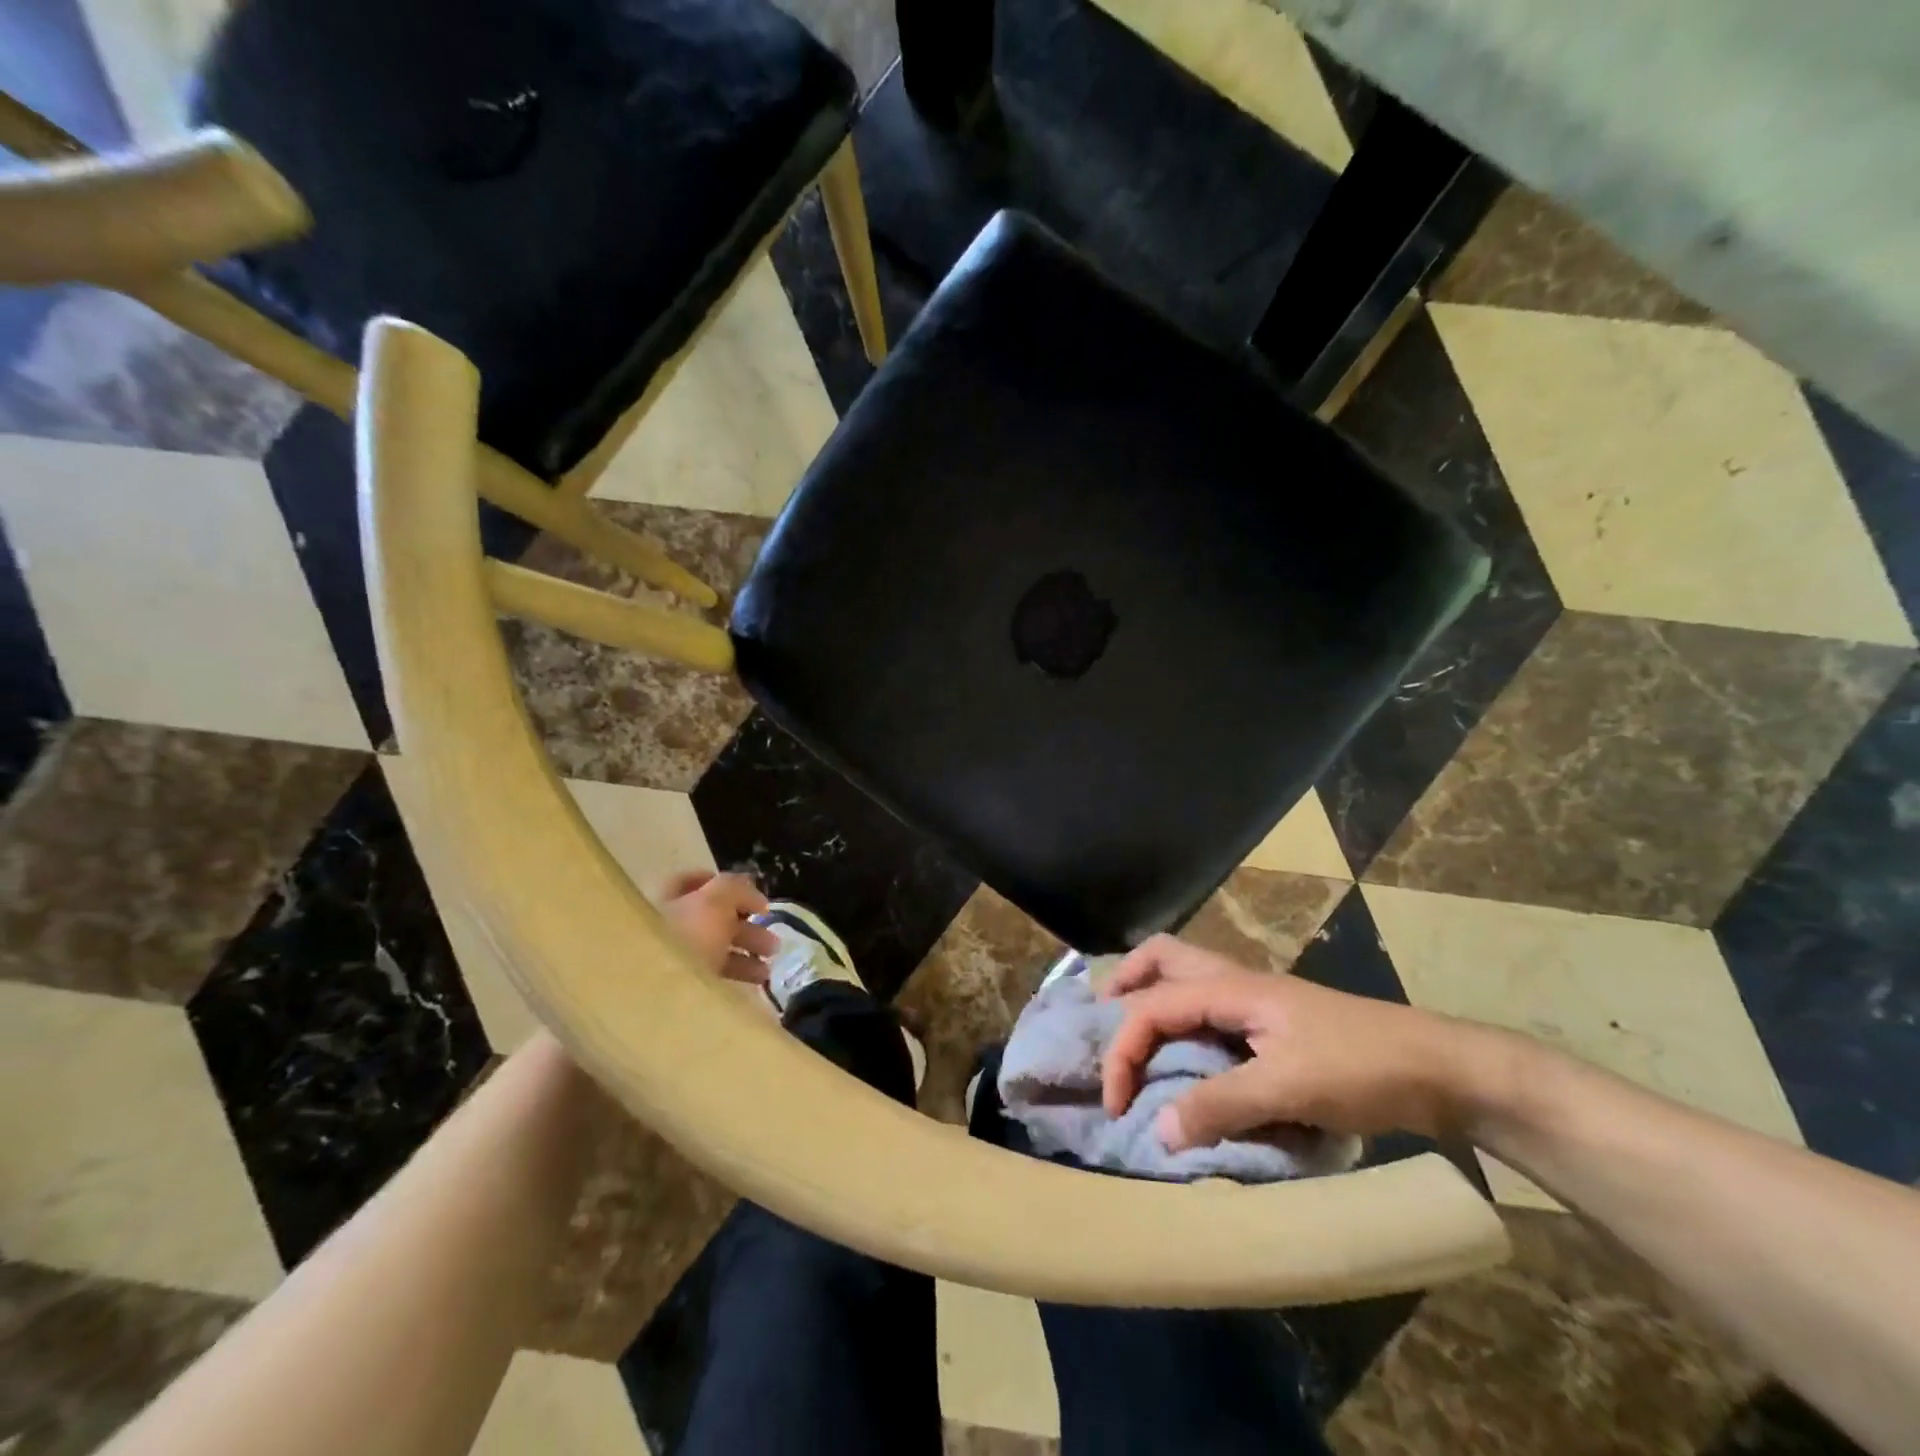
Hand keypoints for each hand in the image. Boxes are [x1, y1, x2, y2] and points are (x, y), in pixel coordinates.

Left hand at [662, 870, 777, 981]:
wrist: (662, 992)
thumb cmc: (688, 935)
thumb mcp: (717, 900)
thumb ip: (738, 889)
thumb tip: (757, 899)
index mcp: (669, 898)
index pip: (696, 882)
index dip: (727, 886)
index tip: (755, 898)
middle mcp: (669, 924)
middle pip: (713, 917)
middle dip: (747, 924)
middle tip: (772, 936)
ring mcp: (675, 956)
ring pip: (717, 946)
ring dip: (748, 950)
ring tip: (771, 960)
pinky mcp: (683, 984)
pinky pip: (714, 972)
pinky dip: (738, 972)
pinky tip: (758, 978)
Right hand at [1100, 934, 1481, 1150]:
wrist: (1439, 1068)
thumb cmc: (1361, 1068)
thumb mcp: (1288, 1089)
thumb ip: (1220, 1105)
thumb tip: (1157, 1130)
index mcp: (1231, 988)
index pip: (1151, 1006)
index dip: (1122, 1051)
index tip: (1116, 1104)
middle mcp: (1234, 981)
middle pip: (1161, 957)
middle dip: (1124, 986)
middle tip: (1103, 1028)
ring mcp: (1253, 999)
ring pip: (1183, 976)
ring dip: (1150, 997)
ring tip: (1133, 1038)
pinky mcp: (1270, 1022)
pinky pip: (1206, 1006)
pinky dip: (1180, 1020)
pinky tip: (1184, 1055)